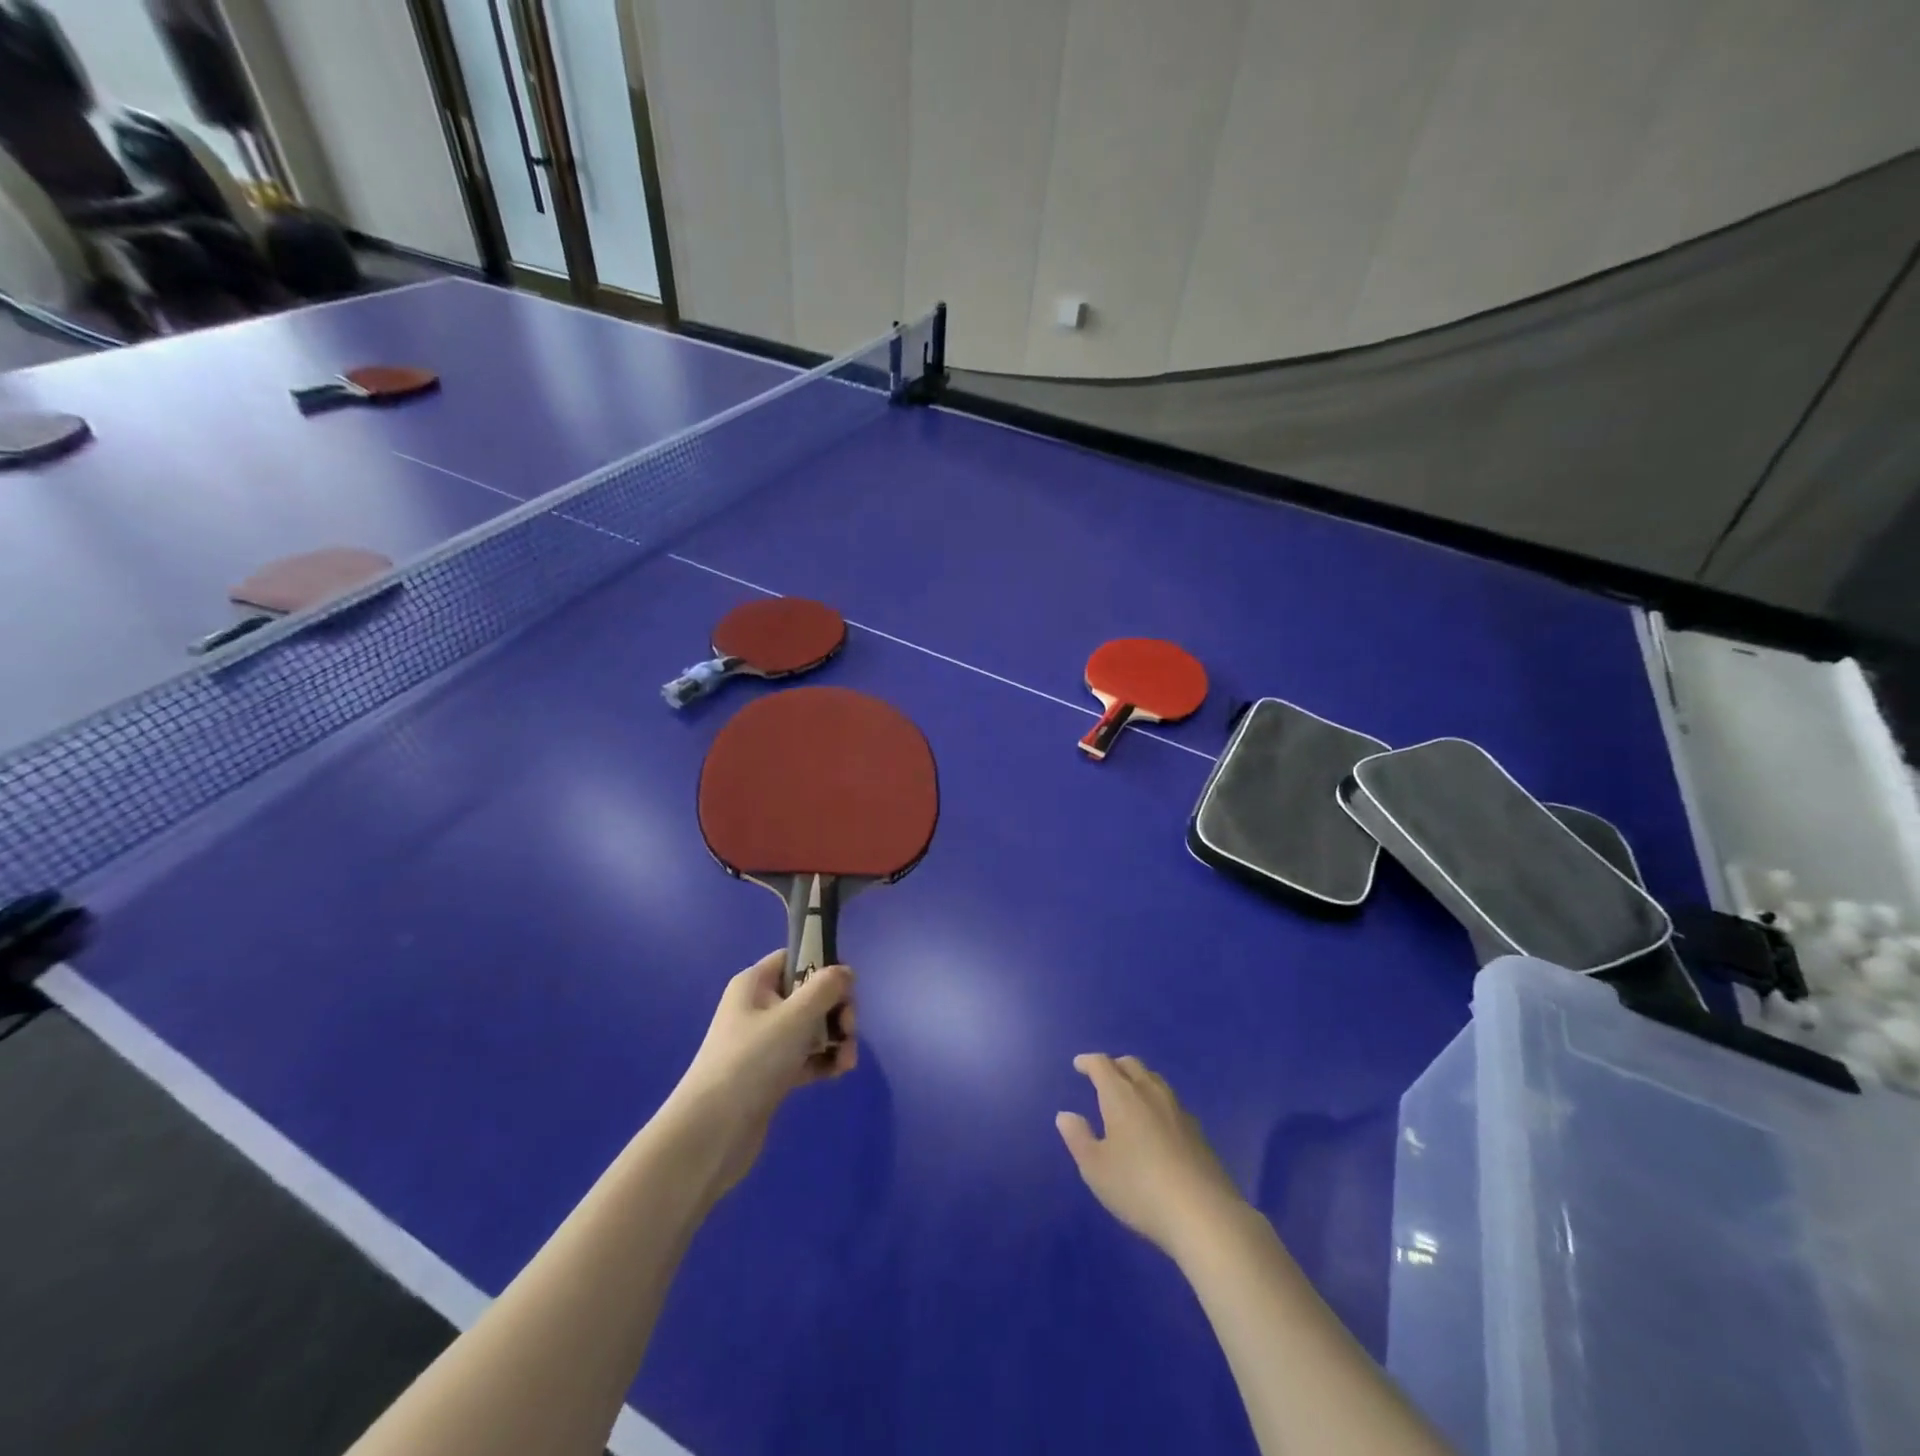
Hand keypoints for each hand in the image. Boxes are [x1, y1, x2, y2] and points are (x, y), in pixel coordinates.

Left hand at [666, 950, 857, 1196]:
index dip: (824, 966)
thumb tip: (845, 972)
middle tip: (849, 1029)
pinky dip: (824, 1060)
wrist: (711, 1133)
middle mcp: (759, 1007)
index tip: (846, 987)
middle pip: (810, 994)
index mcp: (755, 984)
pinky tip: (838, 1072)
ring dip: (835, 1038)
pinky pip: (806, 1056)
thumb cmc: (752, 1061)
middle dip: (836, 1010)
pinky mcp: (771, 1074)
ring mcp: (764, 1043)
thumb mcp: (794, 1017)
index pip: (795, 958)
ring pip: (812, 1027)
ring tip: (847, 1060)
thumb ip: (825, 988)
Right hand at [1056, 1053, 1246, 1259]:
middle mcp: (1150, 1093)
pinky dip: (1156, 1101)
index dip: (1088, 1062)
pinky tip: (1156, 1123)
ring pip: (1154, 1080)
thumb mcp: (1096, 1168)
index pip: (1102, 1065)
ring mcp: (1177, 1110)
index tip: (1079, 1064)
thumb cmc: (1138, 1188)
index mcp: (1121, 1096)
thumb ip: (1078, 1138)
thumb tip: (1066, 1115)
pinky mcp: (1197, 1131)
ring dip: (1137, 1079)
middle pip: (1131, 1065)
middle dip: (1114, 1065)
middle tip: (1102, 1076)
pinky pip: (1170, 1102)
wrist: (1203, 1214)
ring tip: (1129, 1095)